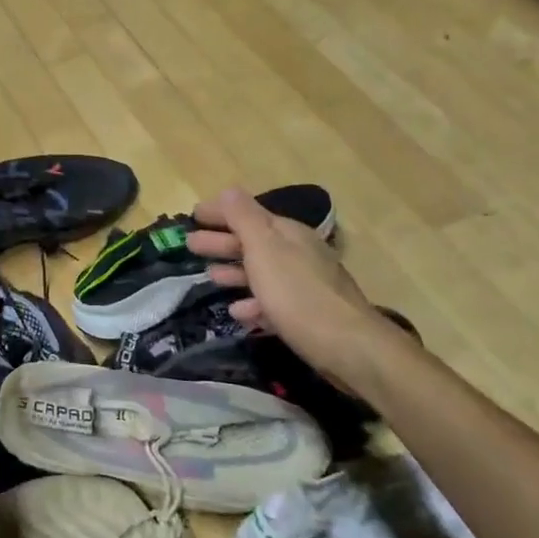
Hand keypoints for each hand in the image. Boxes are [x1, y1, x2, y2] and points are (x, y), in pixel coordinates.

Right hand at [187, 188, 392, 383]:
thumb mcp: (265, 249)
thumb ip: (244, 219)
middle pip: (254, 242)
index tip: (193, 215)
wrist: (347, 346)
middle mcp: (298, 253)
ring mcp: (305, 285)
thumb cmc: (298, 294)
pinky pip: (273, 302)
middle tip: (191, 244)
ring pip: (262, 272)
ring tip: (210, 277)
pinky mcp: (307, 315)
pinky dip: (253, 302)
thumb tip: (229, 190)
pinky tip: (238, 312)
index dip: (220, 212)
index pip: (248, 214)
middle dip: (222, 241)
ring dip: (235, 271)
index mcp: (288, 234)